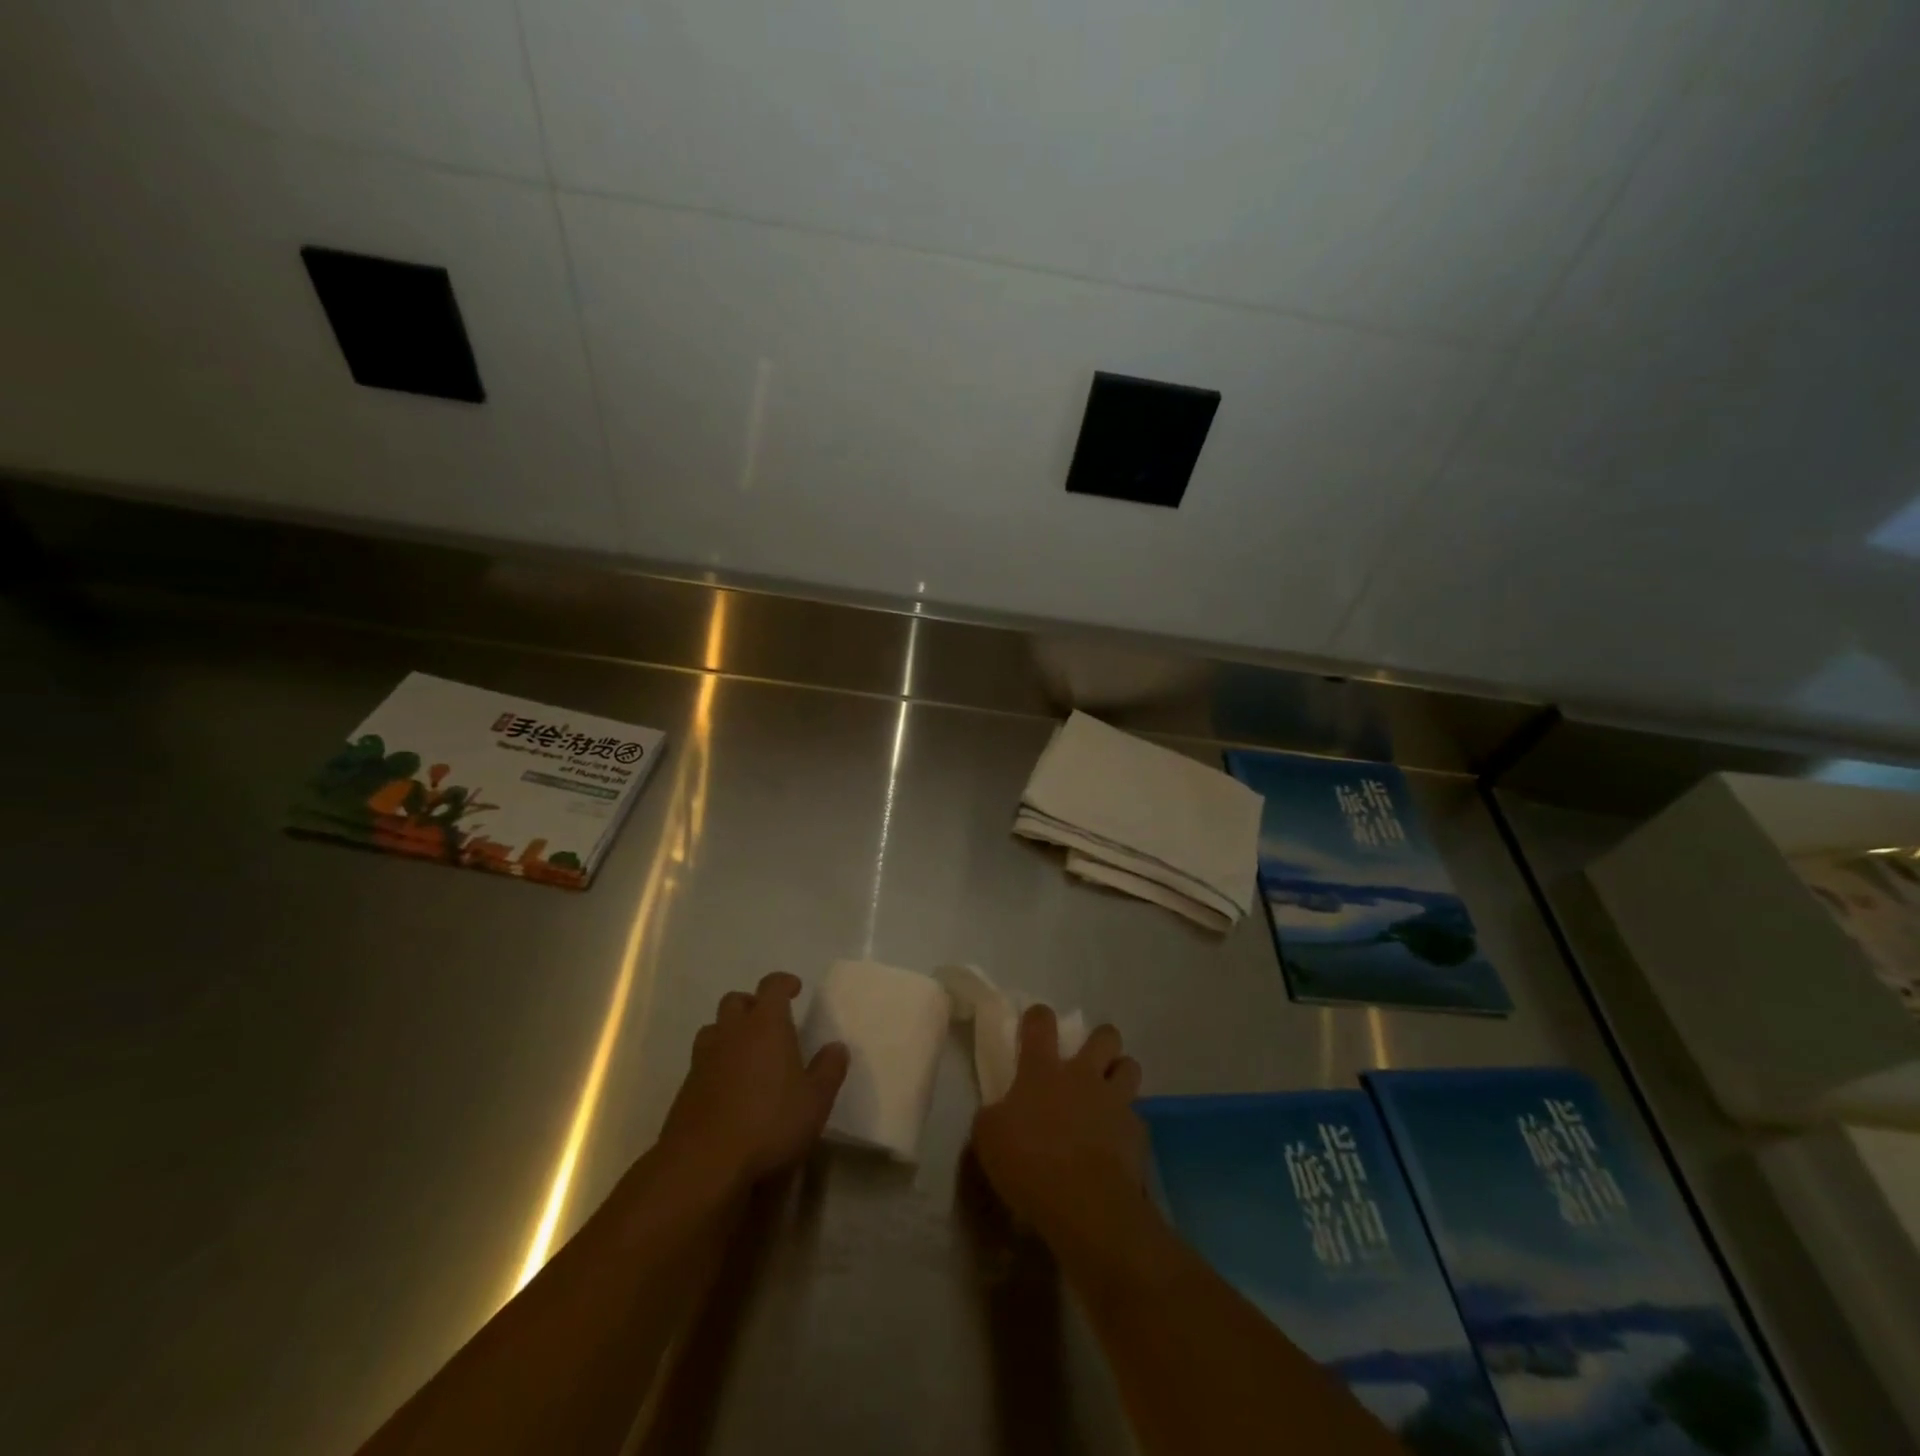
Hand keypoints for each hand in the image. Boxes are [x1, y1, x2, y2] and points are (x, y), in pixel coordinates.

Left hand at [658, 972, 848, 1187]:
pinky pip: (702, 1061)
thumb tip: (837, 1047)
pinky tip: (730, 1089)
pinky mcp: (685, 1088)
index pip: (772, 986)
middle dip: (752, 1005)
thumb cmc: (769, 1123)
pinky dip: (716, 1064)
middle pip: (736, 1001)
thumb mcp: (815, 1101)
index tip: (795, 989)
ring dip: (729, 1032)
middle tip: (769, 1022)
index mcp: (766, 1025)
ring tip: (747, 1053)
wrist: (703, 1164)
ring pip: (714, 1029)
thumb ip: (829, 1070)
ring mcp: (703, 1059)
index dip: (784, 983)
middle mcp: (731, 1032)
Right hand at [971, 1006, 1148, 1246]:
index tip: (1036, 1022)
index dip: (1038, 1017)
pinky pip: (1137, 1117)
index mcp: (1043, 1070)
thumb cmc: (1029, 1162)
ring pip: (1130, 1067)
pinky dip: (1128, 1125)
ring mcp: (1114, 1101)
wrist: (1084, 1203)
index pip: (1041, 1023)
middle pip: (1105, 1036)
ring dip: (1120, 1073)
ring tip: (1110, 1092)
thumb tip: (1000, 1112)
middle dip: (1100, 1040)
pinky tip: (1118, 1142)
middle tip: (1089, 1059)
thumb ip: (994, 1115)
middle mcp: (1083, 1076)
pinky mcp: (1137, 1132)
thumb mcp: (988, 1137)